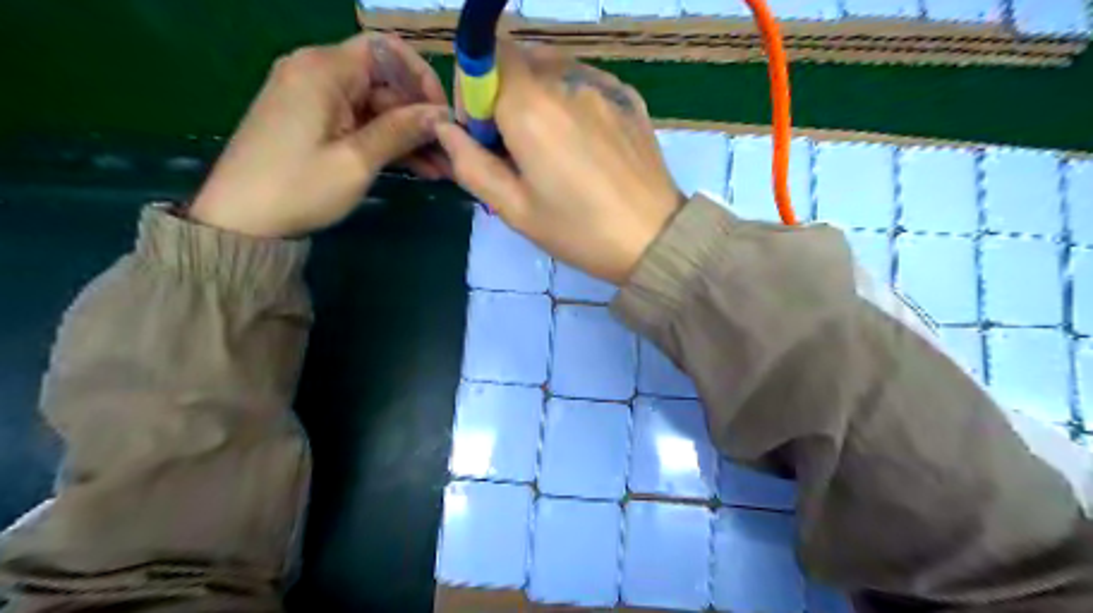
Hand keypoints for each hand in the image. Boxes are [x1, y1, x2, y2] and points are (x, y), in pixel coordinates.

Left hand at [189, 31, 448, 236]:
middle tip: (449, 152)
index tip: (442, 115)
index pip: (385, 50)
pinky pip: (359, 122)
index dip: (420, 77)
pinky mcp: (312, 122)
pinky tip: (416, 167)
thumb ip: (401, 130)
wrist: (240, 222)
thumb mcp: (357, 160)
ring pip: (375, 106)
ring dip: (407, 134)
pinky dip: (385, 141)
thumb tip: (440, 114)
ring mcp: (313, 98)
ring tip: (440, 168)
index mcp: (323, 69)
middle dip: (418, 115)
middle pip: (383, 81)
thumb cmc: (299, 187)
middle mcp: (316, 72)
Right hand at [434, 42, 675, 283]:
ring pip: (552, 67)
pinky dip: (569, 98)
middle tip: (512, 144)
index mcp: (531, 108)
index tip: (481, 132)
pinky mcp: (628, 97)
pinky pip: (585, 81)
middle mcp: (567, 81)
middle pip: (518, 59)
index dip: (472, 90)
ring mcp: (603, 85)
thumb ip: (471, 164)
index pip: (485, 58)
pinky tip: (581, 140)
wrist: (654, 239)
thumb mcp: (515, 209)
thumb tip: (446, 129)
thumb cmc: (579, 232)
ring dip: (536, 94)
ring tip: (549, 144)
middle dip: (502, 93)